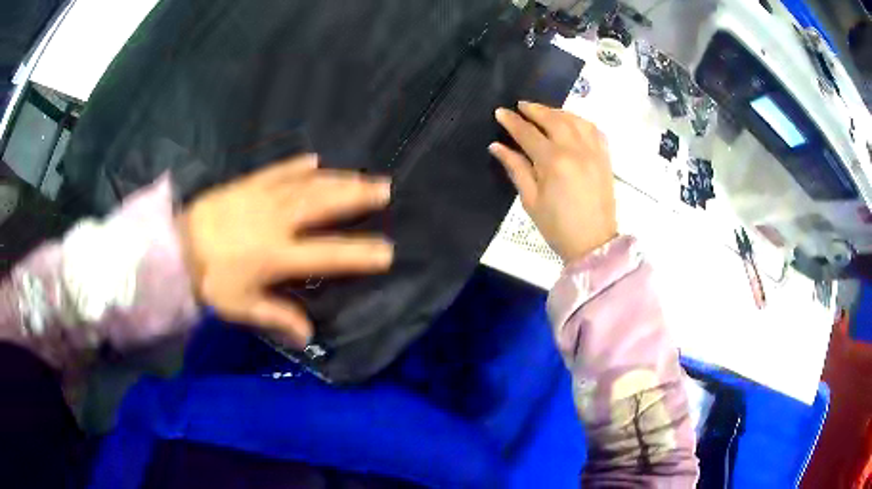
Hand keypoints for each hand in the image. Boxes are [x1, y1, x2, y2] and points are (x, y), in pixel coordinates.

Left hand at [178, 154, 393, 346]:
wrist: (176, 247)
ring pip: (307, 185)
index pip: (327, 254)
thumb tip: (308, 336)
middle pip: (324, 206)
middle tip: (385, 189)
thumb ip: (277, 318)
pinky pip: (277, 172)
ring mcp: (263, 198)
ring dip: (337, 179)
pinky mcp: (248, 185)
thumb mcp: (242, 306)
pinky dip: (296, 165)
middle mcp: (278, 222)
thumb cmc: (210, 281)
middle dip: (357, 197)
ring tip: (361, 175)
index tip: (386, 252)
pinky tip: (314, 159)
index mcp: (278, 255)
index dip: (359, 254)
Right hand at [489, 101, 616, 262]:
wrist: (594, 244)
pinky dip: (580, 121)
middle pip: (553, 119)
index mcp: (553, 162)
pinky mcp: (605, 158)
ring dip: (557, 112)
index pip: (528, 133)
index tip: (500, 112)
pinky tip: (571, 123)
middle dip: (534, 109)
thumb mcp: (531, 200)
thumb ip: (516, 168)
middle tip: (521, 106)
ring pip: (575, 120)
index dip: (512, 122)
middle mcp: (575, 150)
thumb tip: (497, 146)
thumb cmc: (557, 227)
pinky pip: (594, 130)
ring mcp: (594, 152)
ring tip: (544, 112)